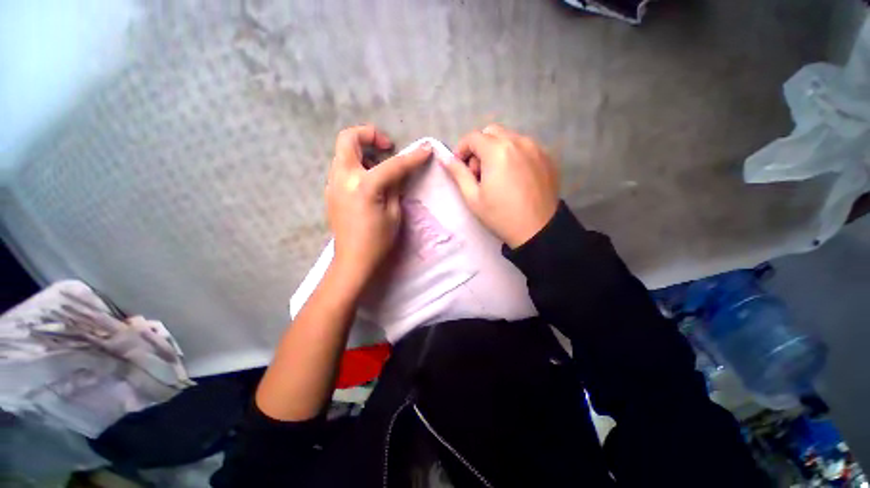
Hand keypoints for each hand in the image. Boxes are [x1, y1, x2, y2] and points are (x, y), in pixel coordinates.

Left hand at [326, 125, 431, 285]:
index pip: (392, 165)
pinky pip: (342, 168)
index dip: (412, 157)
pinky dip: (356, 166)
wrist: (353, 260)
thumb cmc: (377, 241)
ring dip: (362, 151)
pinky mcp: (330, 191)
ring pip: (343, 152)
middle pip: (348, 139)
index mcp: (364, 186)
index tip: (425, 150)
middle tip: (386, 147)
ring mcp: (332, 184)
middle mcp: (343, 178)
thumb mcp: (394, 213)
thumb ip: (396, 187)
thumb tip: (401, 171)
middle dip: (369, 135)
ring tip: (379, 167)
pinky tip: (369, 182)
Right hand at [444, 124, 558, 247]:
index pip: (473, 137)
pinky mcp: (547, 157)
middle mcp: (518, 142)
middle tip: (479, 172)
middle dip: (479, 147)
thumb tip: (445, 158)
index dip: (461, 149)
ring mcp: (536, 148)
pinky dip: (514, 155)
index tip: (460, 166)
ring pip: (509, 138)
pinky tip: (514, 177)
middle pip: (491, 132)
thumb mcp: (473, 198)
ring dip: (497, 150)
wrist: (537, 230)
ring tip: (497, 175)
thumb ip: (458, 173)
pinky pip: (525, 147)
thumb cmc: (500, 216)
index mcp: (497, 151)